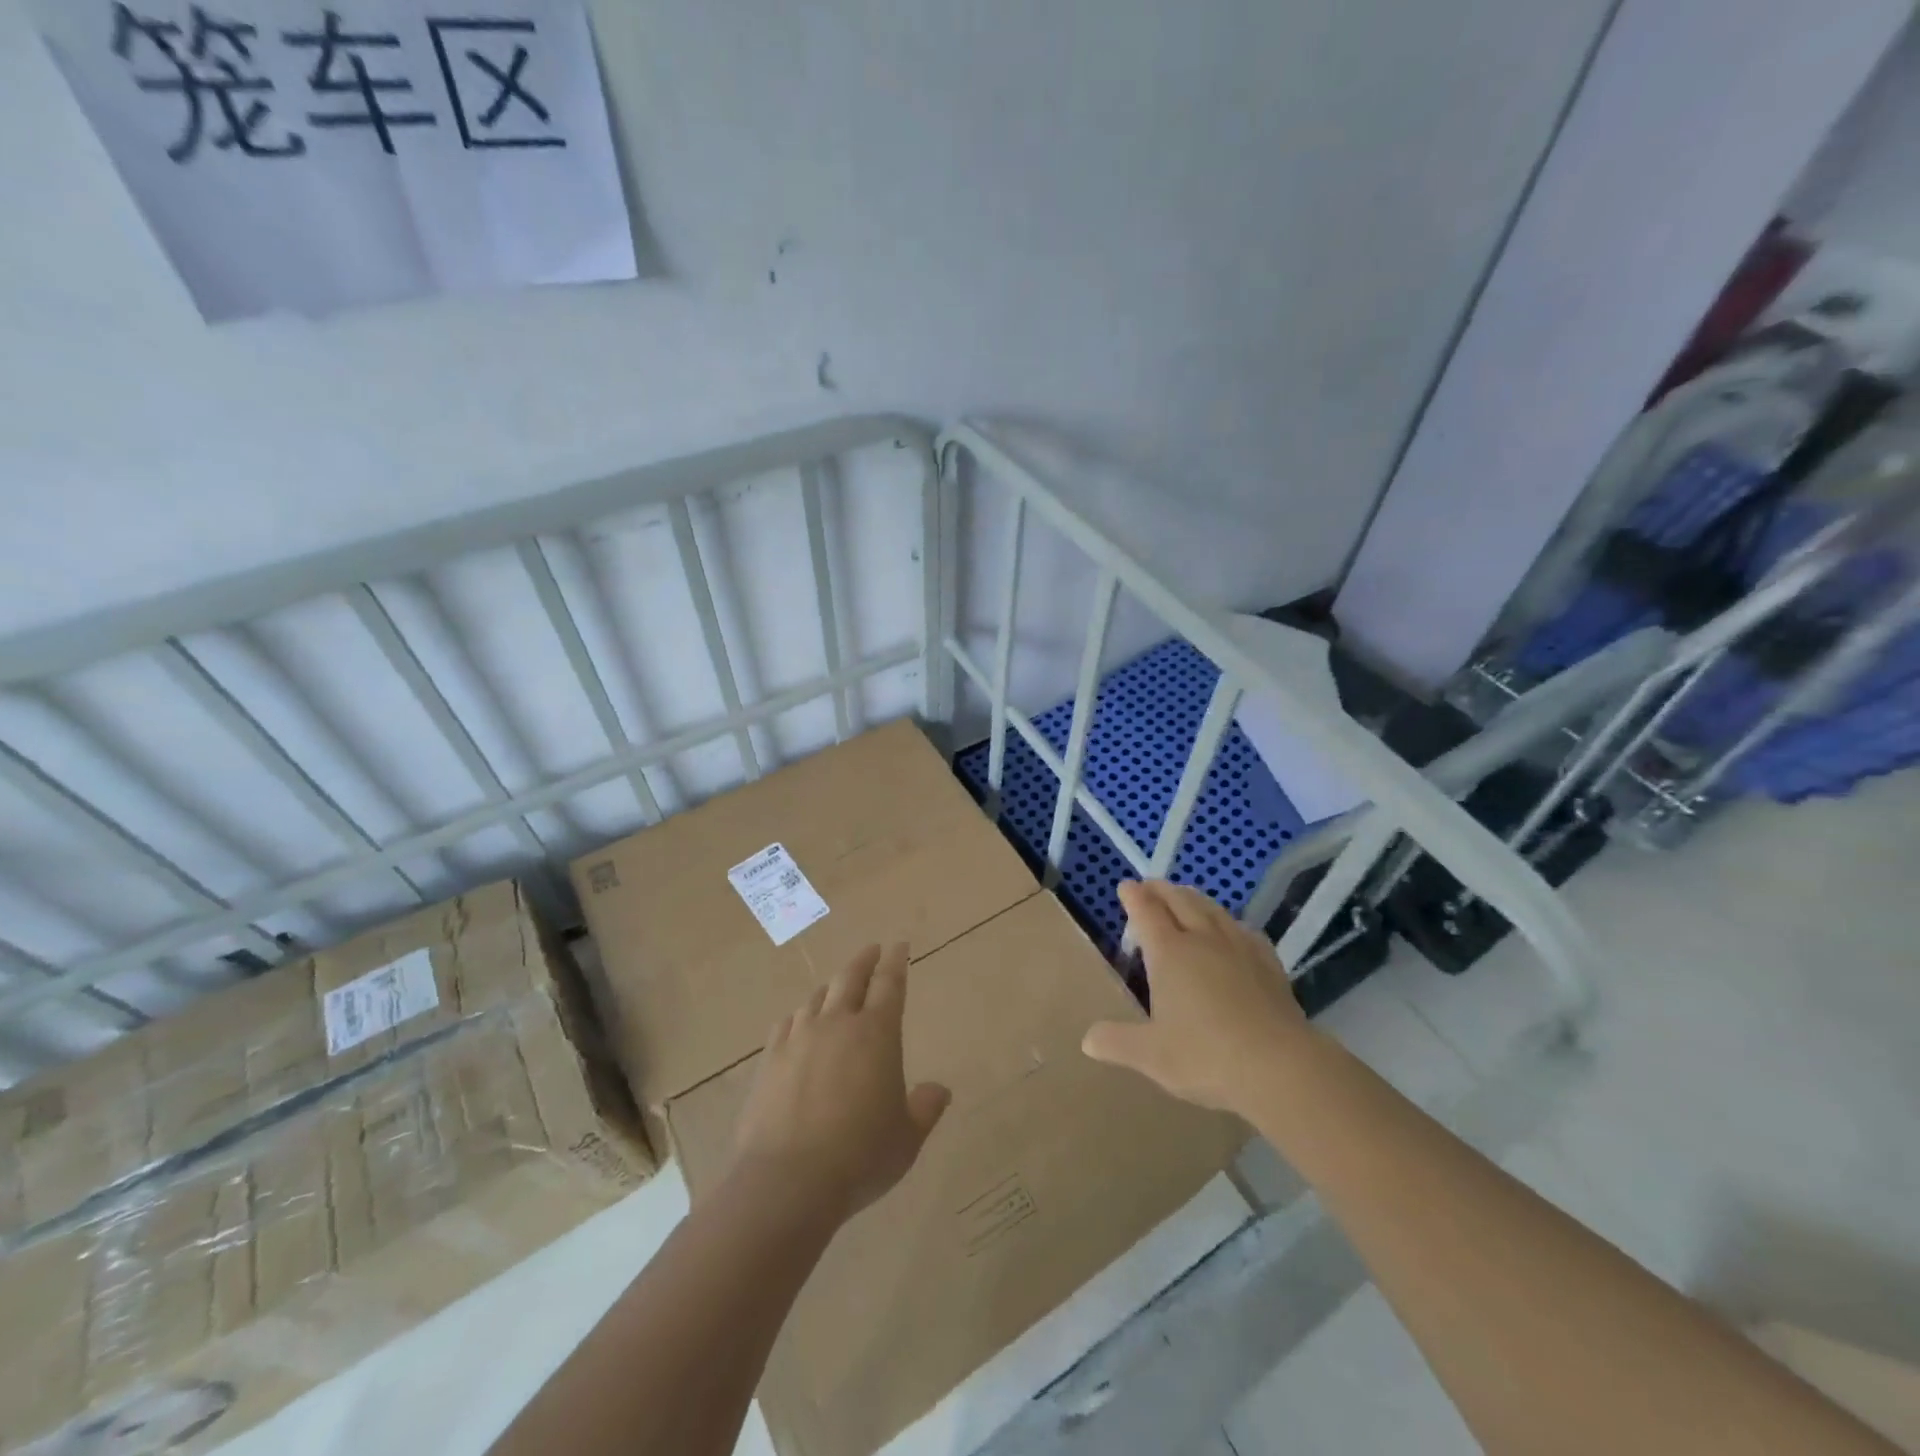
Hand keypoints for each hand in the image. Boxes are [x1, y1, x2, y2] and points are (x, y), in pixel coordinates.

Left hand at [729, 943, 950, 1223]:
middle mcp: (837, 1023)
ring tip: (837, 986)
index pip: (890, 984)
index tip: (899, 946)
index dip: (896, 962)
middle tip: (873, 950)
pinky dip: (800, 1015)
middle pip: (851, 977)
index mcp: (877, 1033)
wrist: (787, 1181)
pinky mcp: (770, 1059)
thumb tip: (939, 1090)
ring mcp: (799, 1038)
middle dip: (865, 960)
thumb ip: (925, 1108)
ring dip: (832, 987)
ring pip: (817, 997)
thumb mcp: (906, 1138)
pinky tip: (799, 1022)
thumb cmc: (860, 1156)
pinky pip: (787, 1023)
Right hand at [1082, 879, 1310, 1116]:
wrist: (1279, 1066)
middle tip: (1150, 885)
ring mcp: (1239, 947)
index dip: (1134, 897)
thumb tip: (1088, 1040)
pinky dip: (1229, 921)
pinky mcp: (1268, 963)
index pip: (1146, 912)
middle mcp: (1202, 939)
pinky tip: (1232, 929)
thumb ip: (1117, 1042)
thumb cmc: (1206, 1056)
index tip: (1125, 886)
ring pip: (1212, 909)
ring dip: (1193, 898)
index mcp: (1169, 953)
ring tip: (1185, 895)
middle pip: (1180, 901)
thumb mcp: (1151, 1055)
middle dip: (1161, 890)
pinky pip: (1243, 930)